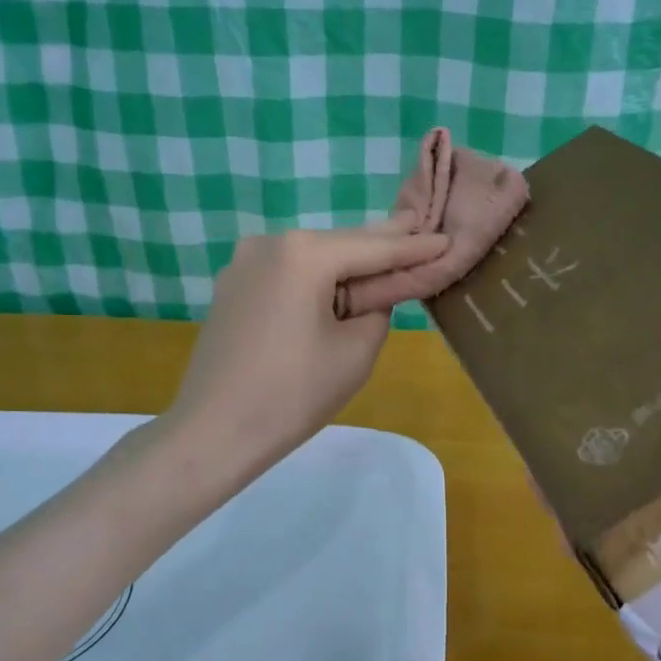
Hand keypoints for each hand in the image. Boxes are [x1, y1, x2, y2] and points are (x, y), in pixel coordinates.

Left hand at [161, 215, 450, 490]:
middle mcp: (269, 243)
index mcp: (303, 253)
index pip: (373, 248)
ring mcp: (244, 263)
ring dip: (348, 264)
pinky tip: (339, 284)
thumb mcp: (355, 352)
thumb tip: (371, 297)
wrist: (213, 432)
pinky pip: (288, 274)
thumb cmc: (292, 395)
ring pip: (312, 258)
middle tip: (420, 228)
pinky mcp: (233, 288)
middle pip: (340, 244)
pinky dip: (316, 279)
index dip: (414, 247)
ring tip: (388, 256)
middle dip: (381, 245)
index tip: (446, 239)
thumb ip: (378, 310)